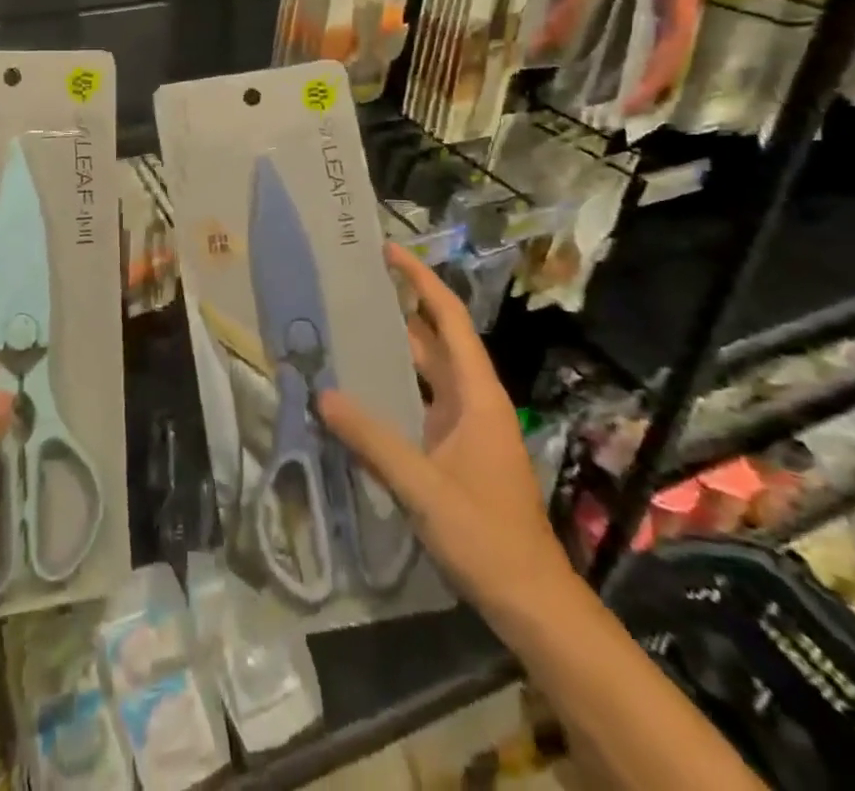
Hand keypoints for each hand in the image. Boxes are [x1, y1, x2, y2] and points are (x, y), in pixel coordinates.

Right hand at [319, 243, 566, 613]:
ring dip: (394, 349)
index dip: (421, 281)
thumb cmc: (486, 535)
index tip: (389, 252)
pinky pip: (420, 403)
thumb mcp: (423, 486)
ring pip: (426, 373)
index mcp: (477, 395)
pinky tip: (359, 391)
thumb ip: (372, 440)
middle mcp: (473, 400)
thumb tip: (323, 395)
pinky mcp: (456, 451)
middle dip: (399, 309)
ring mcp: (466, 427)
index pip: (449, 320)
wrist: (531, 602)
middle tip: (352, 288)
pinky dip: (393, 388)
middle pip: (435, 340)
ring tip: (346, 328)